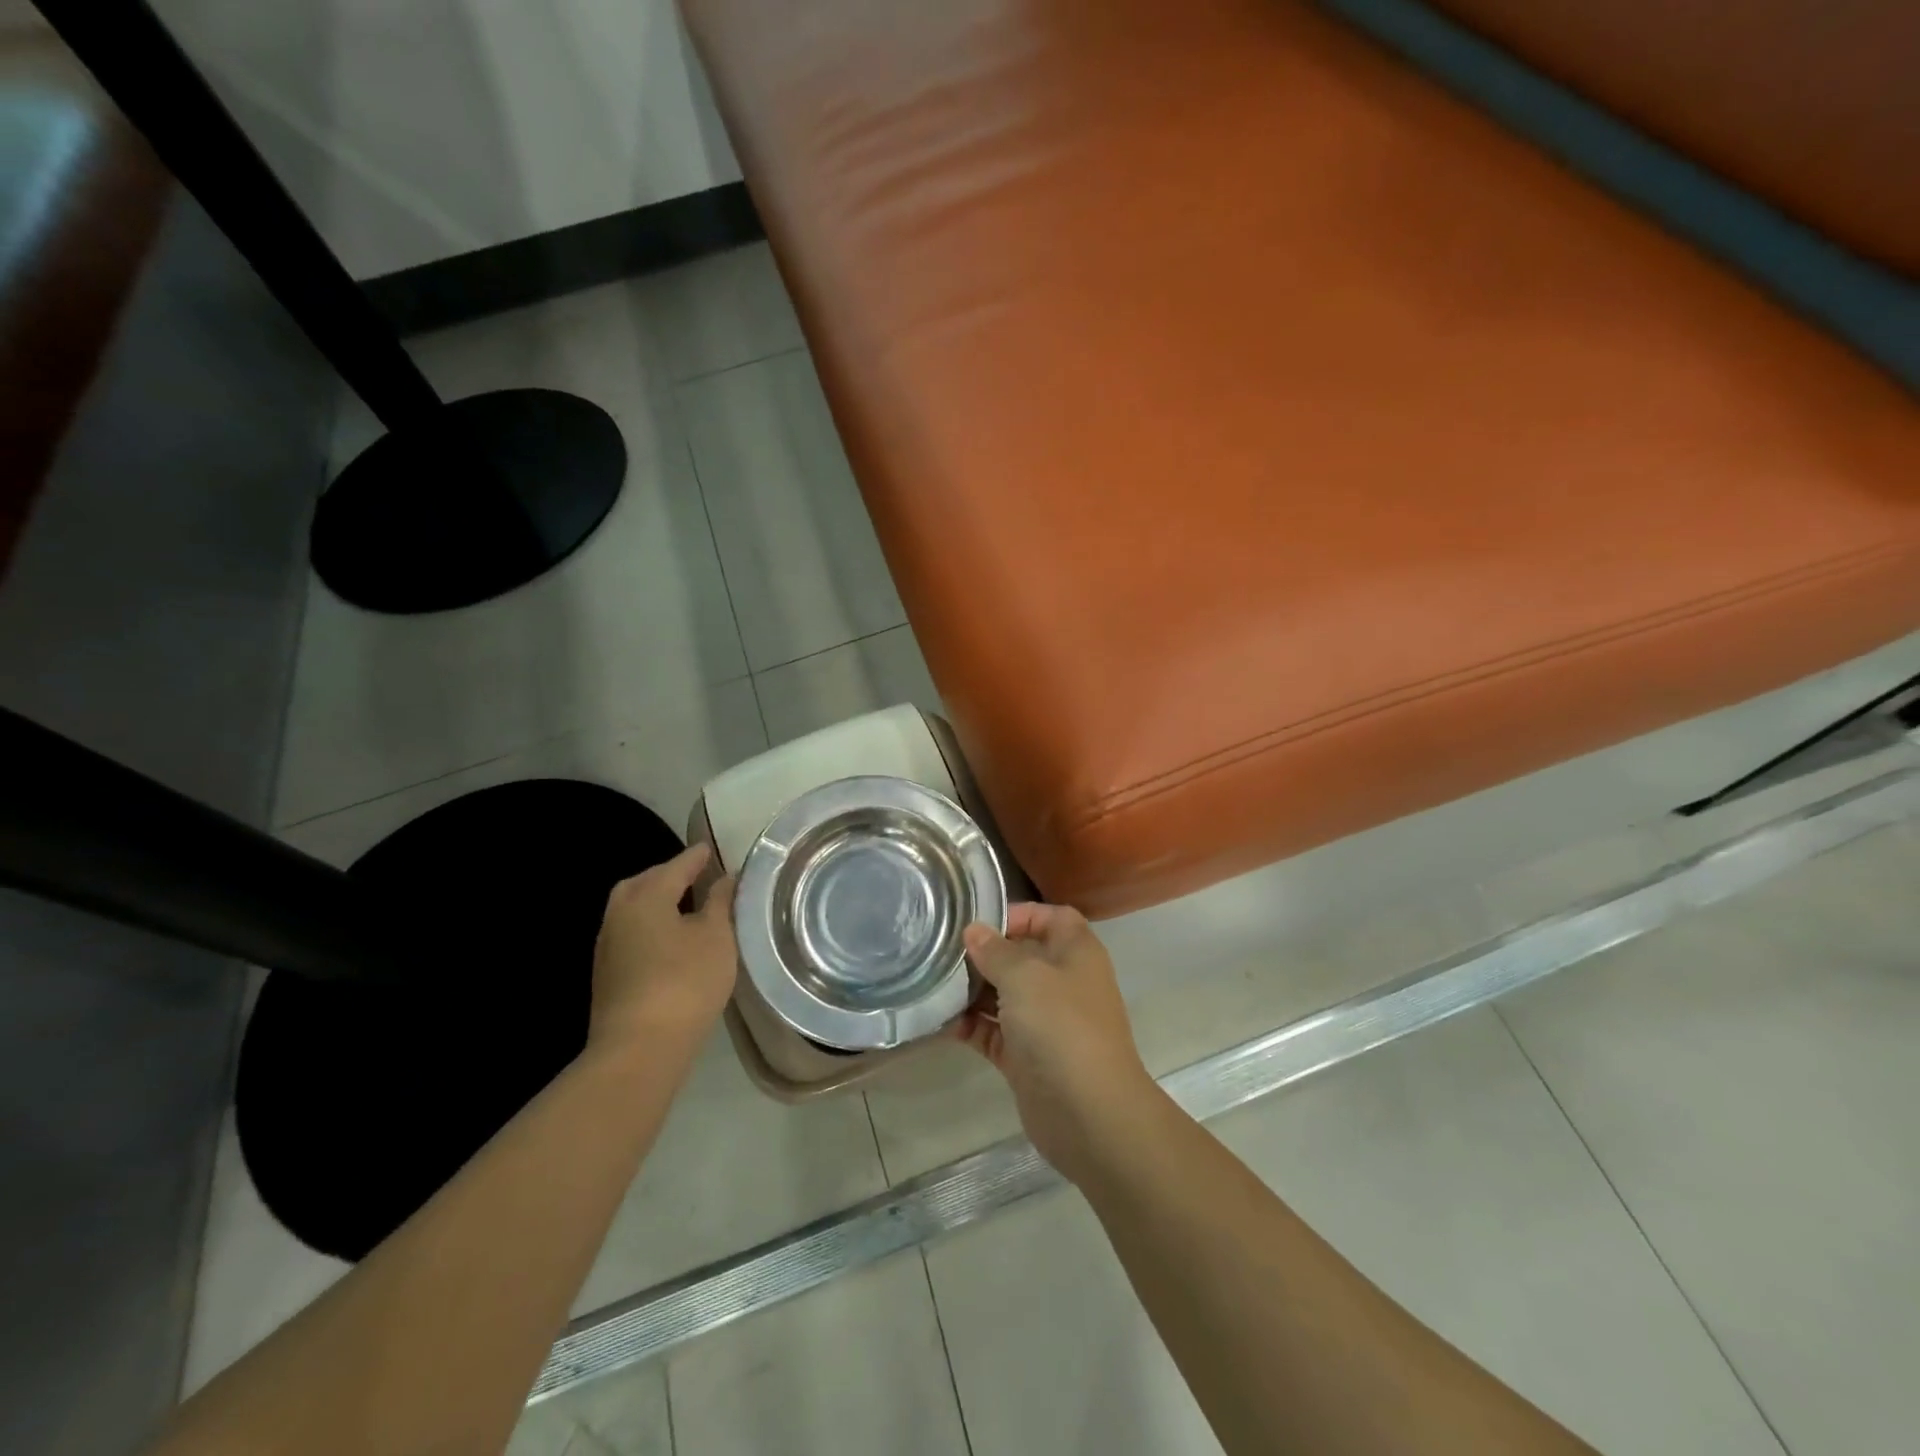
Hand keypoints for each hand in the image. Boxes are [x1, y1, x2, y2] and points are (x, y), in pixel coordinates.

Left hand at [587, 842, 737, 1062]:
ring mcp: (608, 945)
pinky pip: (631, 932)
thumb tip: (724, 878)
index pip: (677, 865)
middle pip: (645, 882)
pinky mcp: (607, 973)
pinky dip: (650, 925)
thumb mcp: (717, 937)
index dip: (697, 857)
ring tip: (686, 906)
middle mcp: (620, 912)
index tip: (711, 849)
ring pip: (633, 908)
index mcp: (646, 896)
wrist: (639, 1048)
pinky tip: (670, 939)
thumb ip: (720, 902)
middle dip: (669, 875)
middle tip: (696, 876)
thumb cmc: (685, 982)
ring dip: (657, 901)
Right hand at [952, 902, 1157, 1184]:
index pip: (1052, 918)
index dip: (1020, 914)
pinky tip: (940, 1021)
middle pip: (1022, 957)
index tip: (980, 922)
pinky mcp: (1027, 1058)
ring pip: (1005, 996)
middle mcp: (1063, 983)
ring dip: (972, 991)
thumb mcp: (1025, 977)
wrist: (1090, 1114)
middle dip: (985, 954)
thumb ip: (996, 951)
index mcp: (1076, 953)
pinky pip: (994, 1033)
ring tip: (934, 983)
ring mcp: (1045, 1023)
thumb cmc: (1061, 1026)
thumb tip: (974, 930)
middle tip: (943, 952)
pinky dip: (971, 1027)